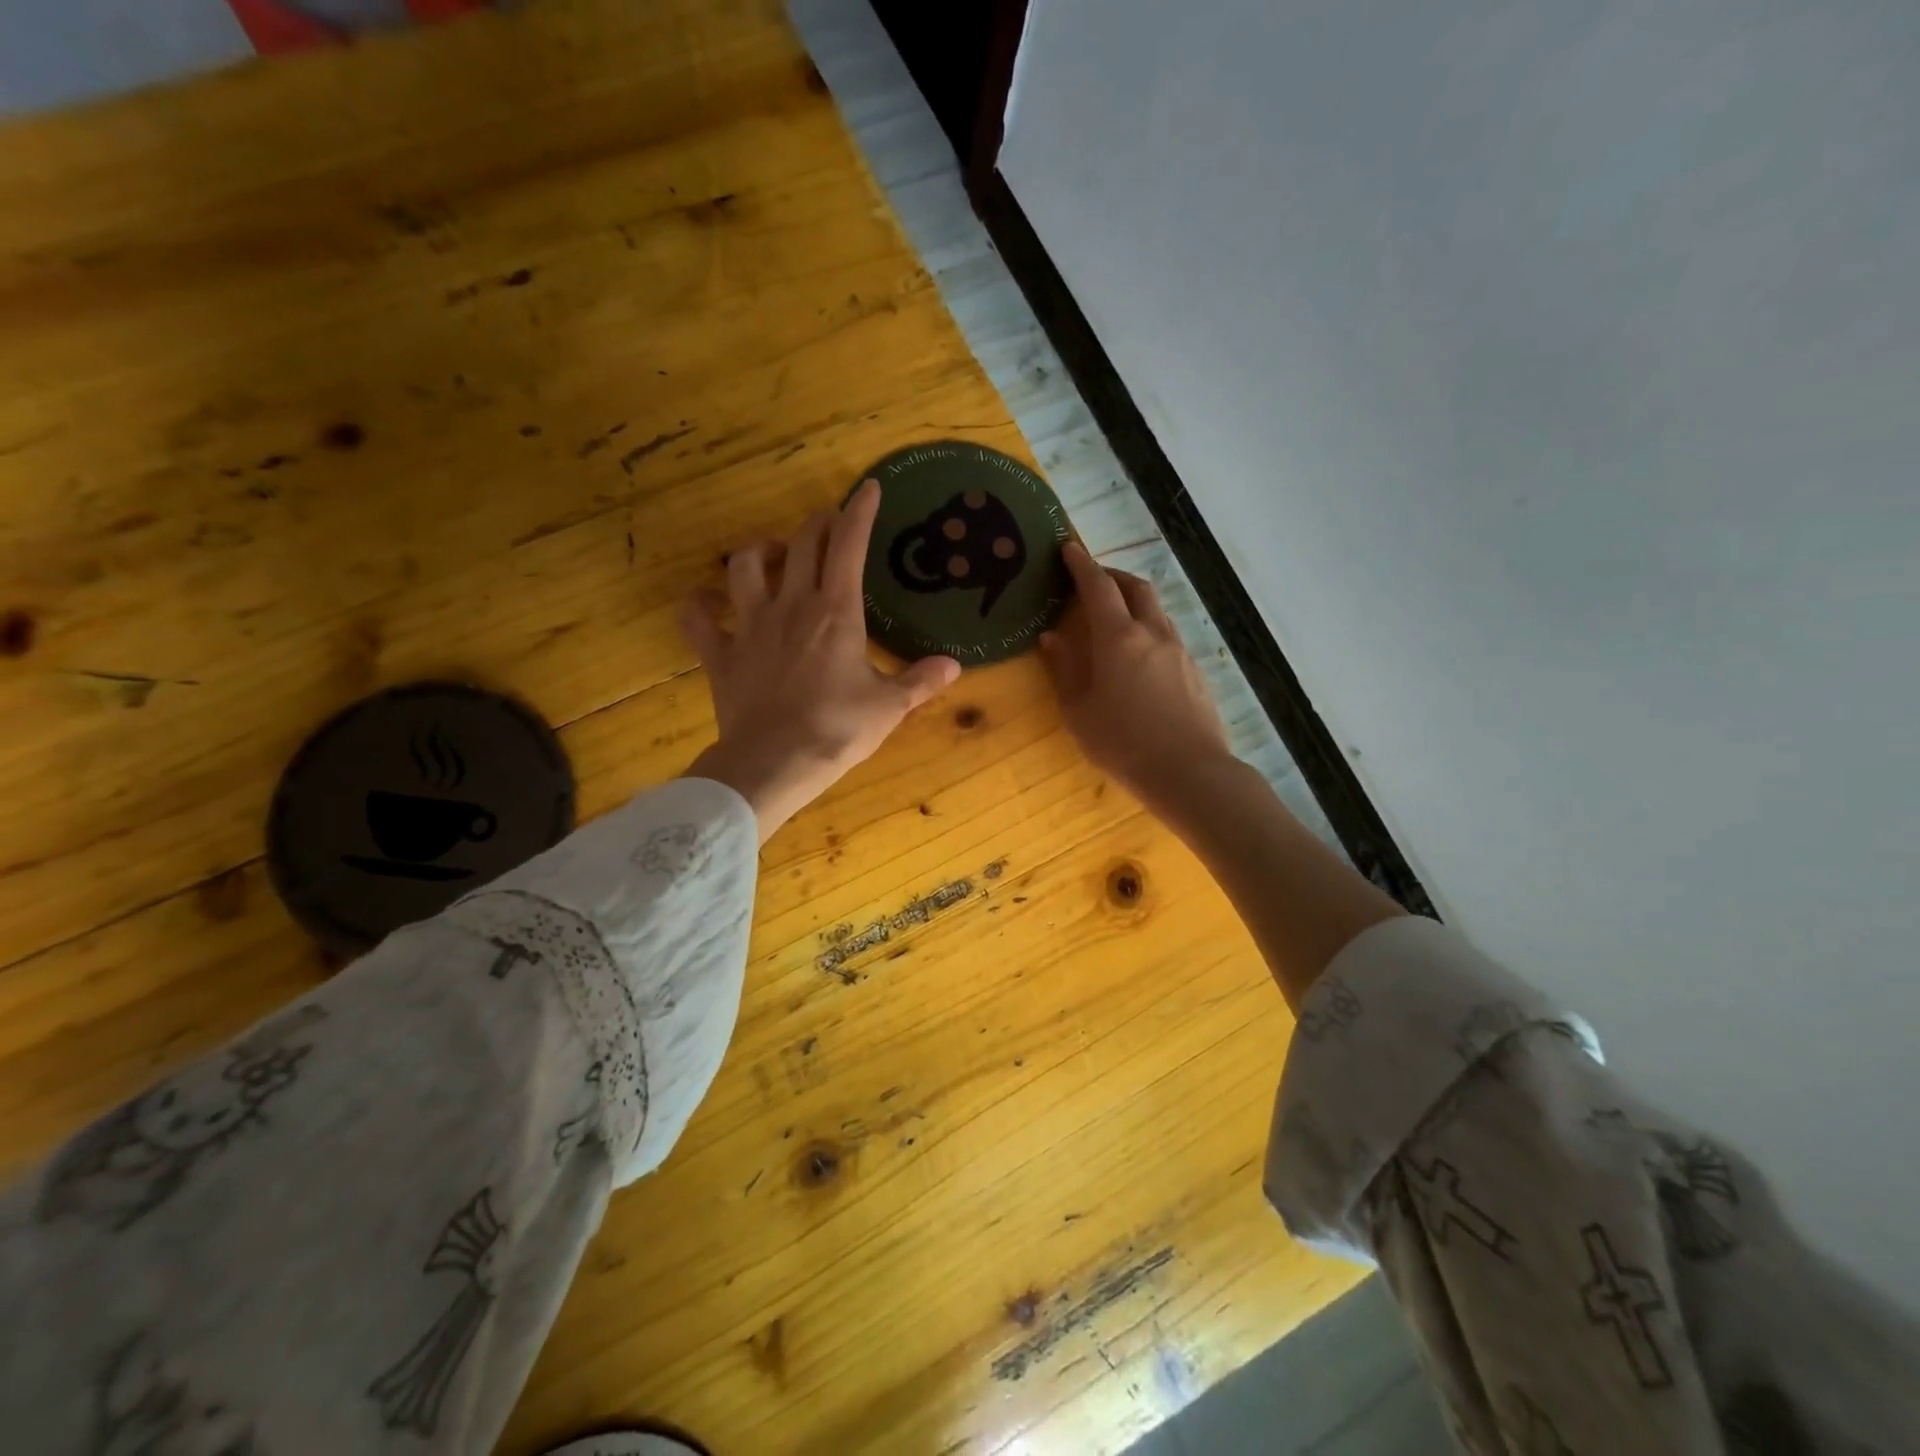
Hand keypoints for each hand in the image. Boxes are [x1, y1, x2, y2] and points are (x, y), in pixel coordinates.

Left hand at [681, 480, 960, 841]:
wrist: (774, 762)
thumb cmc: (837, 730)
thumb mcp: (889, 707)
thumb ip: (921, 681)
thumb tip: (954, 665)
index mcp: (836, 612)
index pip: (849, 545)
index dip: (859, 512)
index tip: (867, 488)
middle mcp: (791, 605)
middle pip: (802, 544)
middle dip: (818, 525)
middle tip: (830, 526)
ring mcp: (750, 626)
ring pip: (745, 565)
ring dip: (761, 550)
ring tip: (774, 555)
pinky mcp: (721, 653)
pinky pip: (697, 617)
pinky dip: (700, 603)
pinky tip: (709, 600)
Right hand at [1040, 543, 1233, 812]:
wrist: (1189, 772)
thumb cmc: (1122, 743)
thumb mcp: (1079, 711)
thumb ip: (1065, 669)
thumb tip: (1051, 637)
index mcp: (1118, 638)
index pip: (1098, 587)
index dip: (1081, 564)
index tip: (1068, 549)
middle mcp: (1152, 633)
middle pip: (1135, 587)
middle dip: (1112, 576)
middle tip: (1092, 580)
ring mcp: (1178, 650)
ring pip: (1156, 610)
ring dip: (1134, 601)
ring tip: (1115, 617)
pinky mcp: (1194, 670)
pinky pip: (1168, 634)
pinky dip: (1149, 628)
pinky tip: (1139, 655)